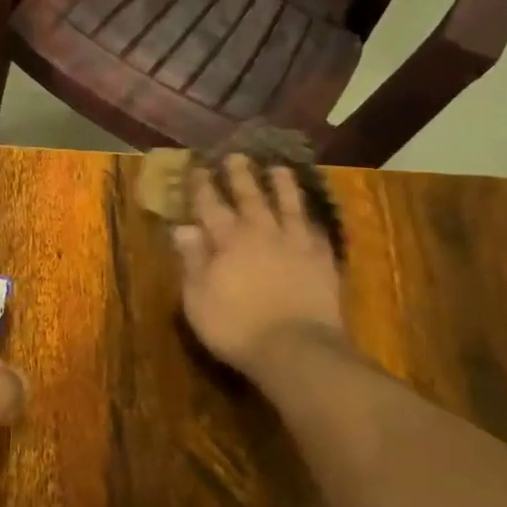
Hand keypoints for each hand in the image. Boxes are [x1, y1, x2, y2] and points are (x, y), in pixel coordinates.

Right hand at [173, 157, 346, 372]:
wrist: (296, 350)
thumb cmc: (236, 326)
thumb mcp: (197, 297)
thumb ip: (192, 259)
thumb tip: (183, 227)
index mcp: (228, 240)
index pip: (211, 205)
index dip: (203, 185)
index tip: (198, 166)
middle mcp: (262, 233)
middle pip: (250, 197)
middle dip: (240, 176)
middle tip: (237, 156)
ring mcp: (296, 246)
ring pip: (289, 206)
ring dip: (282, 186)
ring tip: (279, 169)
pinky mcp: (323, 262)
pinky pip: (317, 232)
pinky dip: (312, 219)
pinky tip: (312, 215)